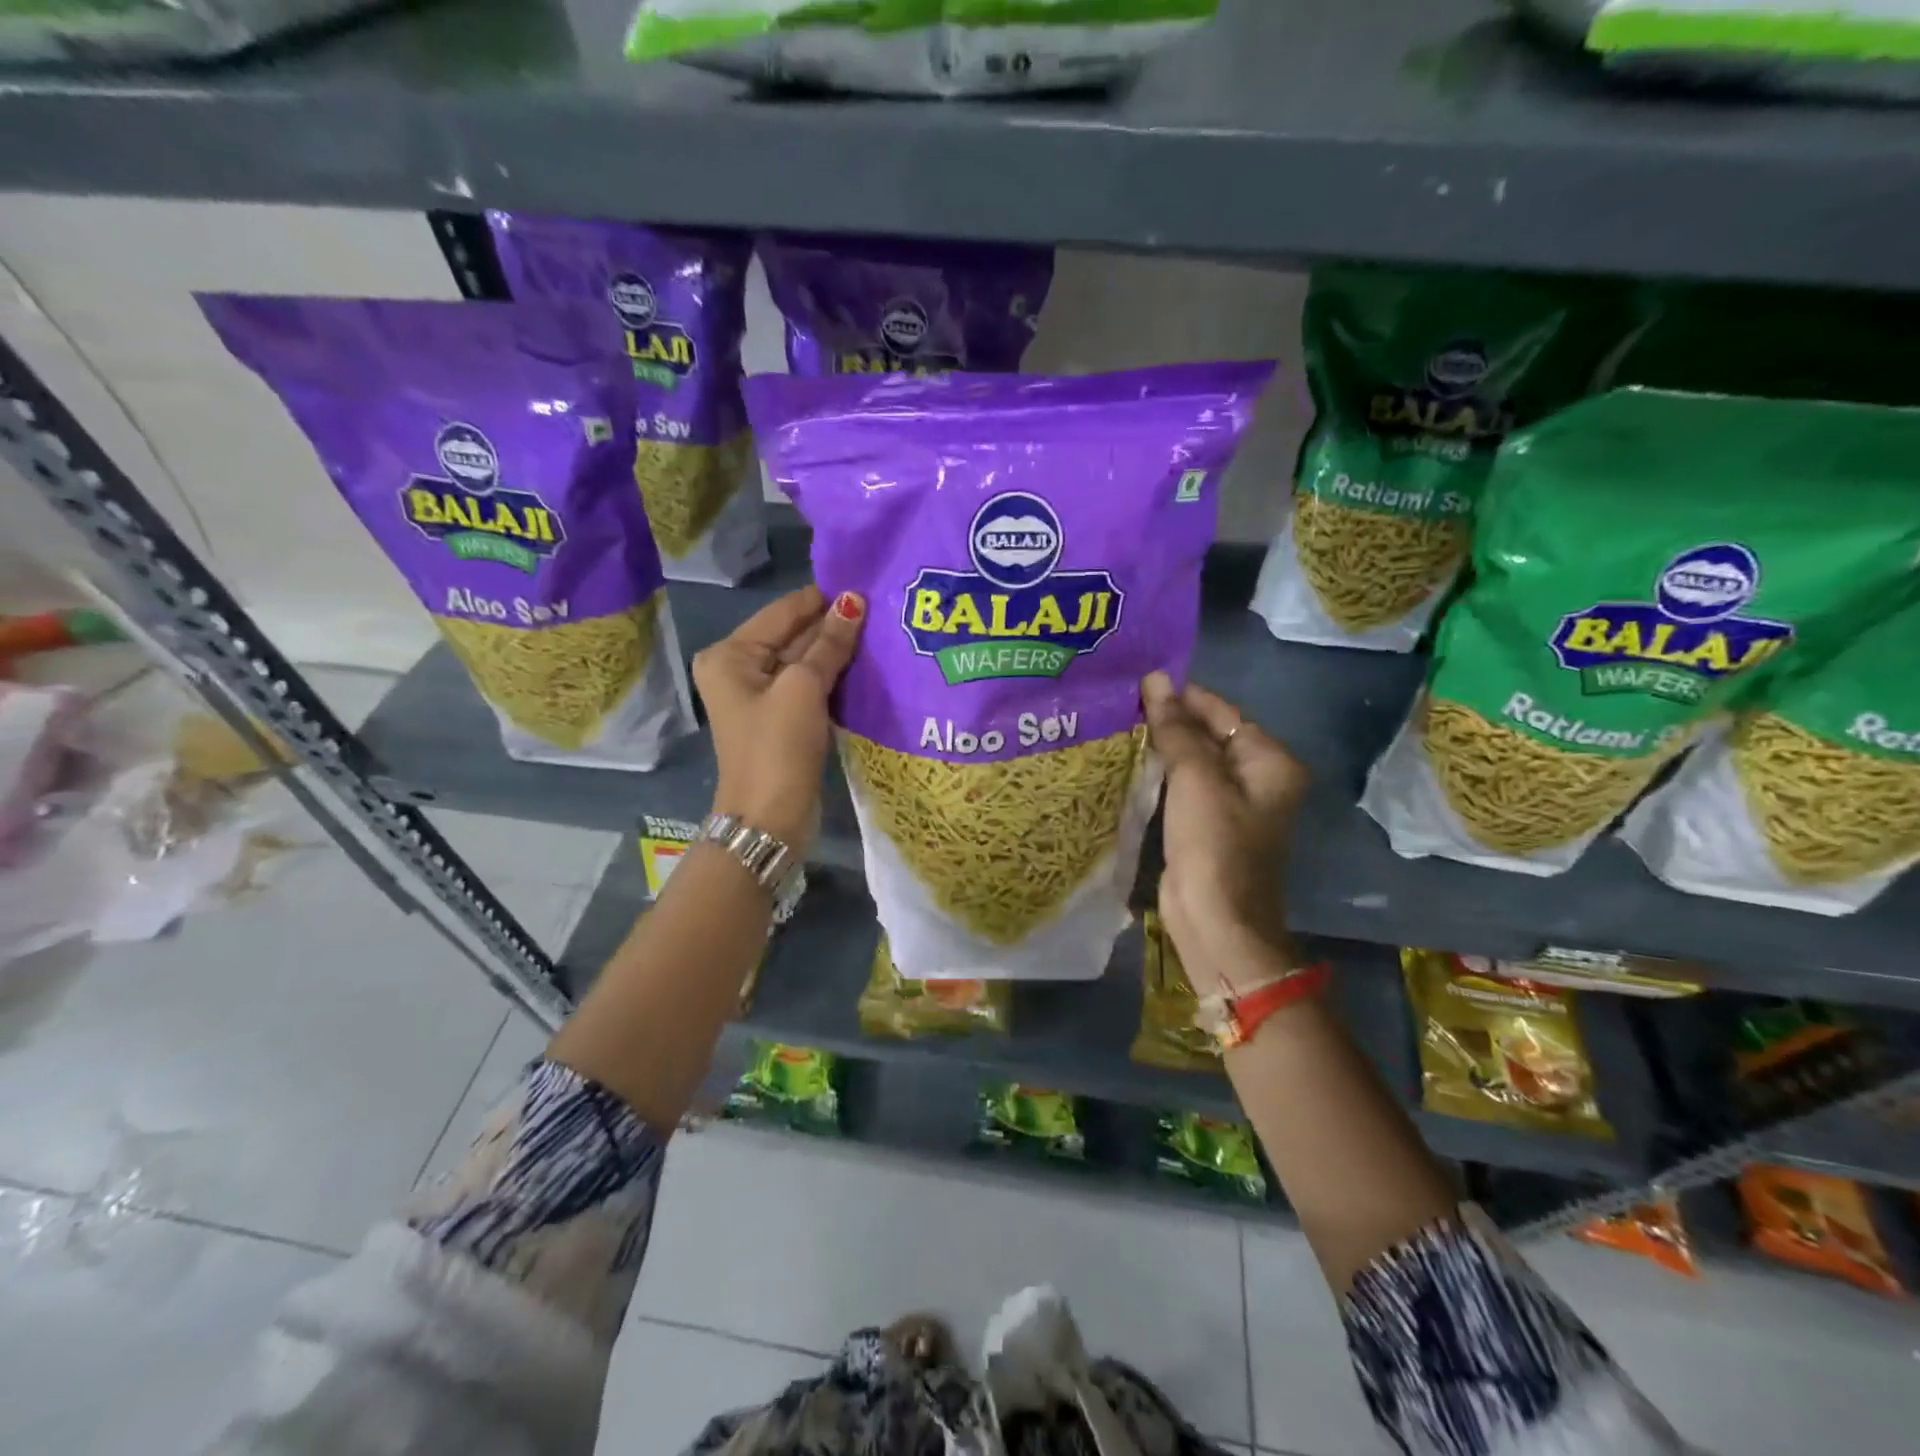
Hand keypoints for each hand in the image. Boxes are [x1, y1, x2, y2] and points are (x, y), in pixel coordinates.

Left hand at [694, 586, 865, 850]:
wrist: (770, 819)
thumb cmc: (778, 747)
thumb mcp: (804, 688)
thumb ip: (829, 643)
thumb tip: (853, 601)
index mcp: (731, 654)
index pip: (784, 612)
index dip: (824, 599)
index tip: (868, 584)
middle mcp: (739, 669)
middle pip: (793, 635)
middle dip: (833, 625)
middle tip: (882, 608)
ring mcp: (760, 696)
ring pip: (805, 661)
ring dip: (838, 650)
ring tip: (882, 631)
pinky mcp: (781, 718)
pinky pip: (810, 685)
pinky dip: (834, 676)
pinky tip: (866, 665)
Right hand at [1141, 672, 1309, 992]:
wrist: (1216, 922)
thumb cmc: (1214, 846)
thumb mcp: (1196, 780)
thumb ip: (1176, 729)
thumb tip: (1156, 681)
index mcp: (1269, 761)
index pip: (1222, 712)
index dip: (1182, 695)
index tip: (1137, 680)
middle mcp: (1257, 777)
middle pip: (1208, 734)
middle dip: (1168, 719)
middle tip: (1120, 700)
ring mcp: (1231, 803)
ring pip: (1192, 760)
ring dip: (1160, 745)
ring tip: (1117, 722)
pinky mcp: (1206, 825)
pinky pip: (1182, 786)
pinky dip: (1159, 772)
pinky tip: (1127, 759)